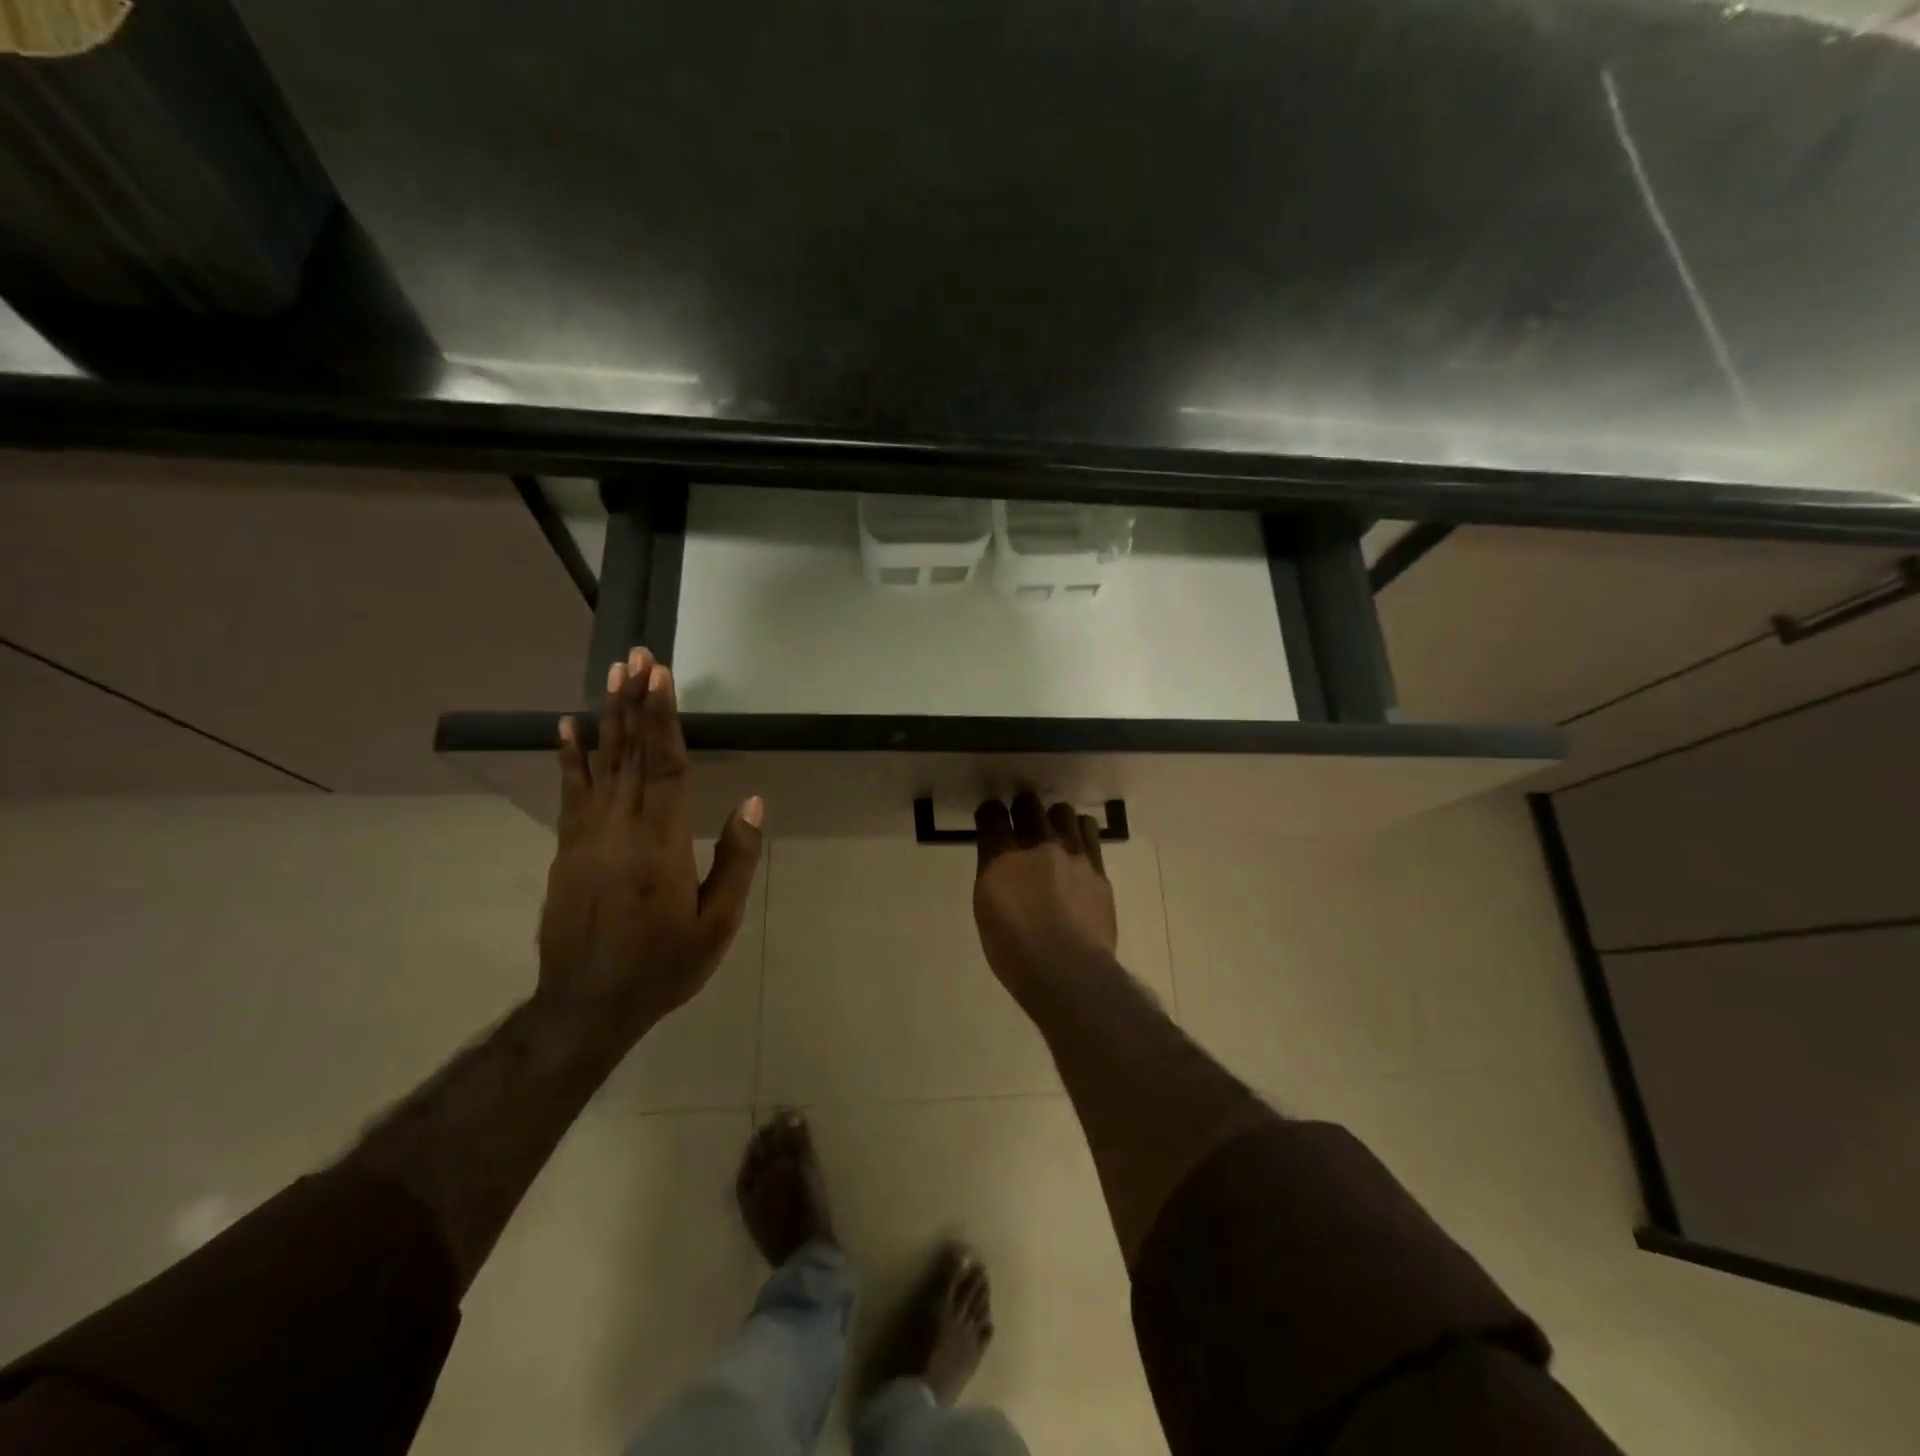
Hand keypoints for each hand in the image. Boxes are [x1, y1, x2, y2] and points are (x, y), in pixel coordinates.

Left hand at [538, 647, 763, 1039]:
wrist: (587, 1006)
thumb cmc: (663, 965)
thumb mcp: (716, 923)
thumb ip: (735, 859)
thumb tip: (751, 802)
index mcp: (660, 842)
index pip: (665, 765)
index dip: (664, 717)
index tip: (661, 676)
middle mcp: (618, 827)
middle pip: (629, 752)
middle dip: (634, 701)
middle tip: (635, 656)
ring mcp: (586, 837)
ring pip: (599, 764)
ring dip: (606, 717)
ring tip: (610, 675)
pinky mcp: (567, 850)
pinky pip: (570, 792)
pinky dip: (569, 757)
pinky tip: (566, 728)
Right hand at [972, 792, 1117, 991]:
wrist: (1069, 971)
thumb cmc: (1015, 953)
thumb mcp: (987, 913)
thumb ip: (994, 879)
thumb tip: (1001, 865)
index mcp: (1001, 860)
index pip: (992, 818)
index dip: (989, 813)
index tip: (990, 816)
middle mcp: (1036, 847)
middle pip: (1029, 806)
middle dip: (1022, 808)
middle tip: (1021, 818)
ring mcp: (1071, 854)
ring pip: (1062, 813)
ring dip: (1054, 818)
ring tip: (1053, 831)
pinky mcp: (1097, 868)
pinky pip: (1089, 833)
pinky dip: (1079, 832)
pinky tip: (1077, 845)